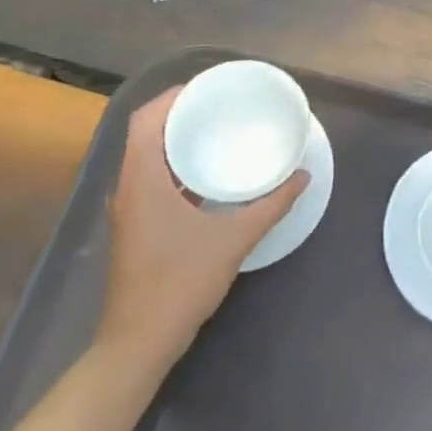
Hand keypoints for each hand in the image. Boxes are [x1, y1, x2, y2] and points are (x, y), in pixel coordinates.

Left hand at [92, 85, 309, 378]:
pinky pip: (153, 179)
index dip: (171, 97)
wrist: (139, 343)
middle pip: (146, 134)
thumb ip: (271, 205)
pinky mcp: (136, 227)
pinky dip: (177, 166)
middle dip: (180, 113)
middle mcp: (129, 187)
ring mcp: (129, 209)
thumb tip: (302, 176)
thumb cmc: (179, 283)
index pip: (144, 120)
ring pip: (148, 158)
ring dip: (177, 140)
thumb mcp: (233, 240)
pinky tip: (209, 174)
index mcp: (142, 181)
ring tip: (218, 130)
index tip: (207, 87)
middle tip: (221, 104)